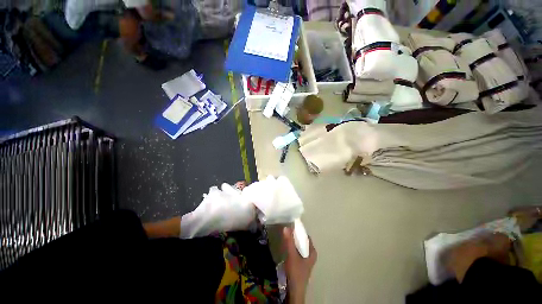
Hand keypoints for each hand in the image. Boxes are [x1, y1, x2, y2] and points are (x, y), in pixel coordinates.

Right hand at [283, 227, 316, 303]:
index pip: (307, 237)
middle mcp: (311, 255)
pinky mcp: (301, 265)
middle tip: (288, 232)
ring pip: (300, 247)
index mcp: (312, 252)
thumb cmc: (296, 271)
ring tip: (287, 238)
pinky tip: (288, 248)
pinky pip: (298, 252)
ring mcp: (306, 261)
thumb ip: (289, 241)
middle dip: (296, 237)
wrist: (295, 290)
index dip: (300, 231)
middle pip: (303, 242)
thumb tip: (286, 227)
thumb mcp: (292, 254)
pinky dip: (294, 249)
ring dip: (294, 243)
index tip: (292, 226)